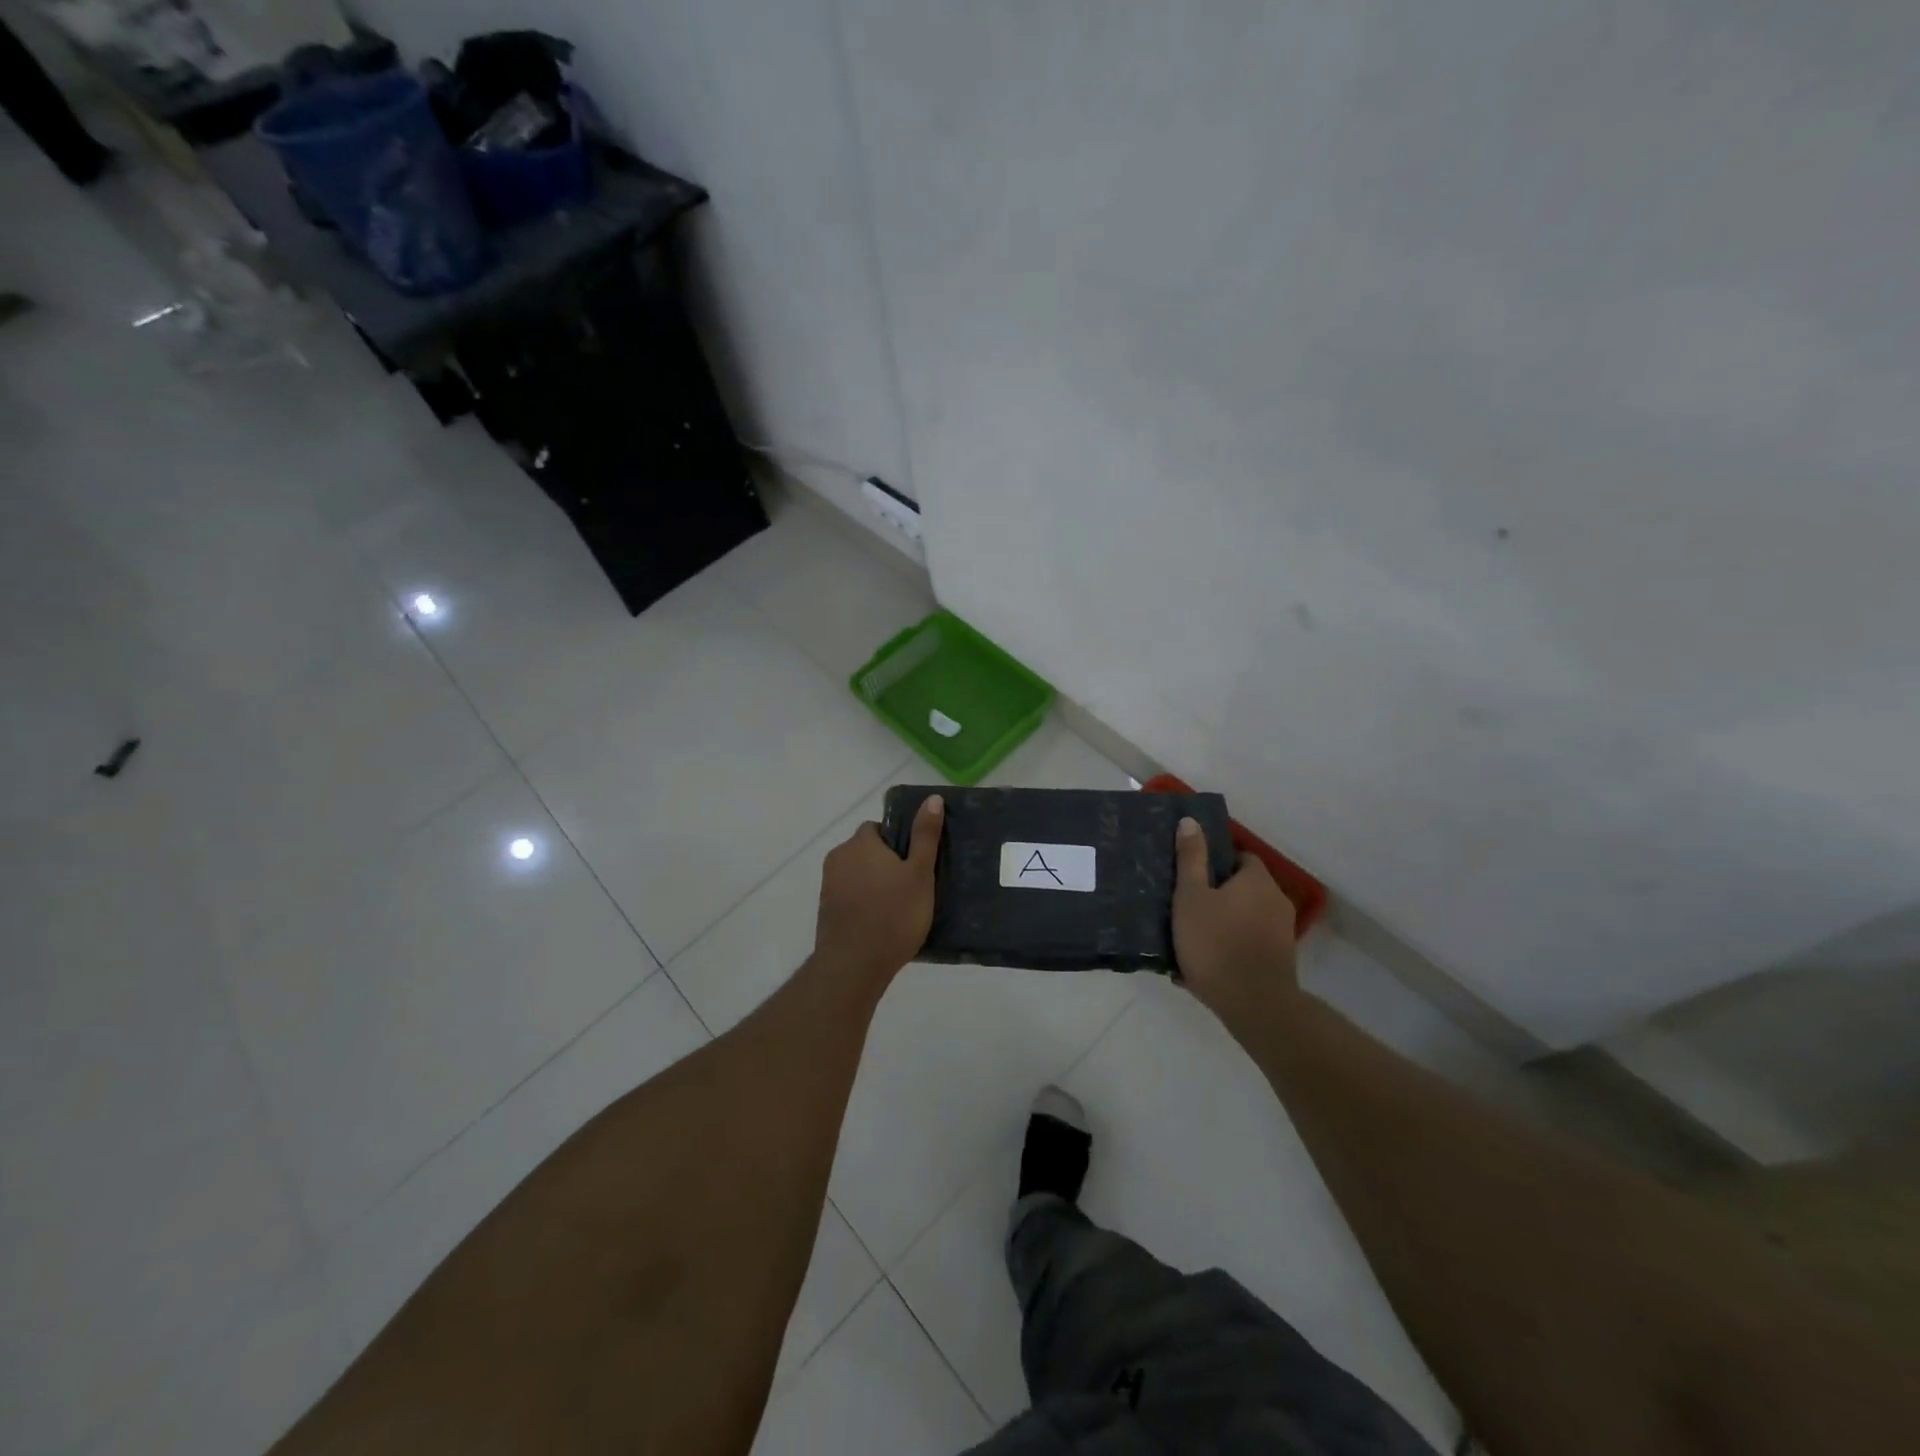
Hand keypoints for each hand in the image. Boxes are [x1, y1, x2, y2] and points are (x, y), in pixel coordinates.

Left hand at [814, 795, 943, 987]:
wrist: (854, 965)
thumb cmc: (893, 915)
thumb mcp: (920, 873)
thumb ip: (925, 835)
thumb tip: (932, 798)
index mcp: (860, 843)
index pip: (878, 828)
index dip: (899, 842)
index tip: (915, 863)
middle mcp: (839, 857)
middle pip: (867, 851)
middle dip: (887, 863)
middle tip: (912, 886)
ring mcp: (828, 885)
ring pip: (858, 874)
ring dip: (875, 883)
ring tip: (900, 907)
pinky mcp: (825, 910)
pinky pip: (850, 895)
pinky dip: (864, 902)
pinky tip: (881, 922)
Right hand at [1172, 817, 1299, 1027]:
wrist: (1253, 1005)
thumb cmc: (1216, 942)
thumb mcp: (1191, 896)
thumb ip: (1191, 858)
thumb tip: (1191, 821)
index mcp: (1257, 880)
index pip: (1240, 857)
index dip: (1215, 863)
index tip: (1190, 876)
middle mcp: (1276, 901)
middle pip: (1242, 889)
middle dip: (1216, 896)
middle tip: (1184, 908)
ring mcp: (1281, 933)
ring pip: (1243, 919)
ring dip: (1220, 925)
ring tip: (1188, 939)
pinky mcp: (1280, 961)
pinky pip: (1247, 944)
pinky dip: (1228, 948)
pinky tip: (1201, 966)